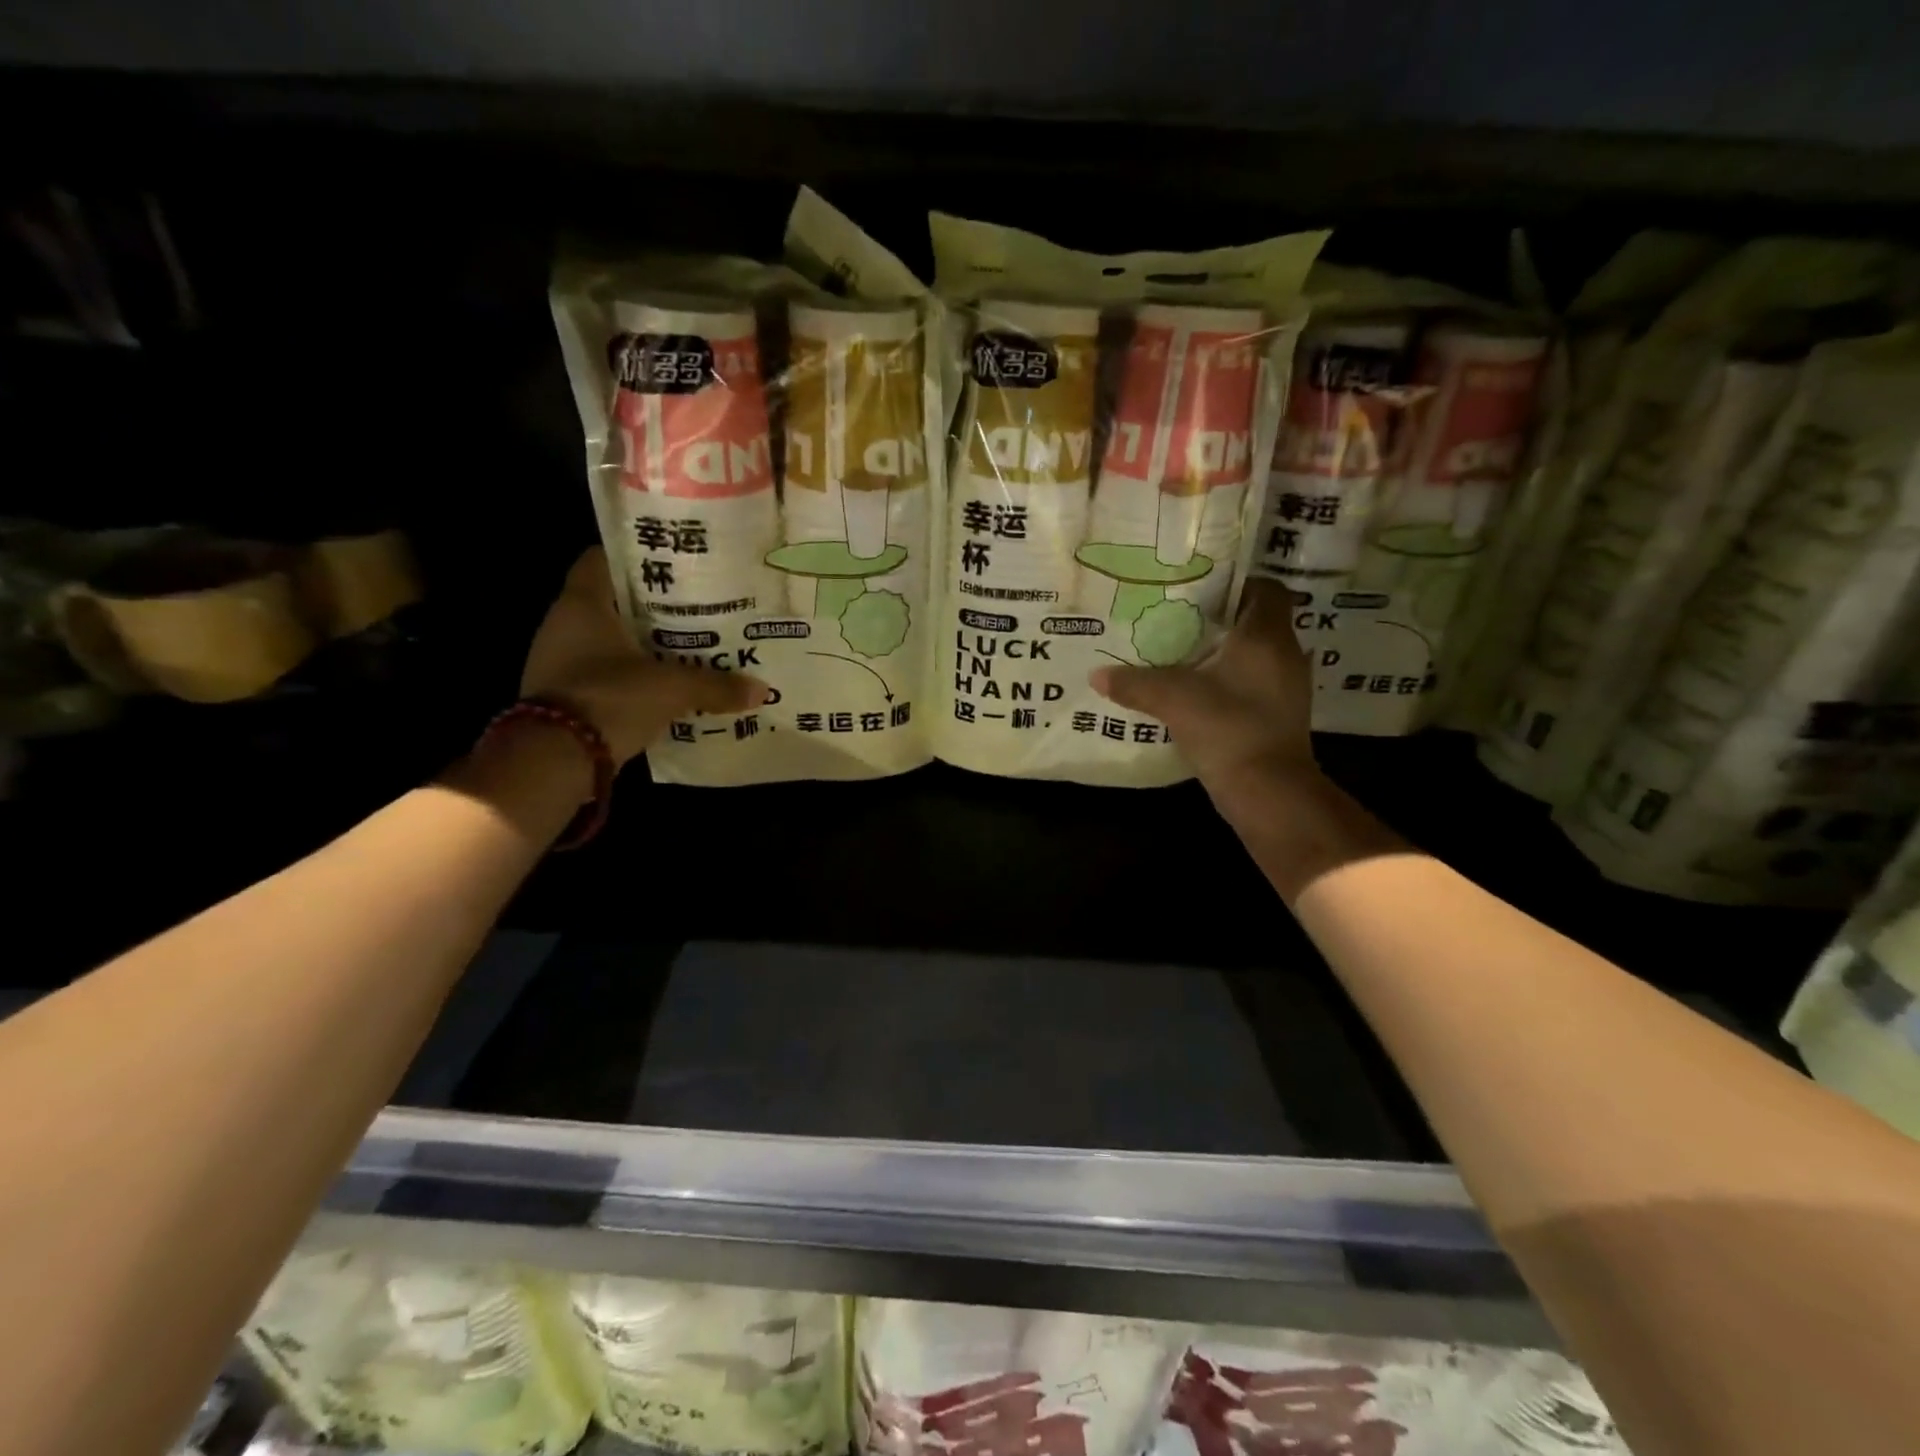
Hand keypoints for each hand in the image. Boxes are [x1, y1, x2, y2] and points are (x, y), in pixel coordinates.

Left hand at [521, 548, 766, 763]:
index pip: (602, 559)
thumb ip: (716, 685)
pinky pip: (607, 674)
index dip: (638, 558)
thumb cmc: (609, 698)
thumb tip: (762, 690)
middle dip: (654, 606)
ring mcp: (560, 662)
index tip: (676, 566)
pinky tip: (668, 686)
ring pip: (611, 641)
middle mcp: (564, 625)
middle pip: (614, 602)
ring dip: (646, 645)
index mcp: (582, 603)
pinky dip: (634, 677)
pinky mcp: (565, 695)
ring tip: (693, 647)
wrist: (553, 761)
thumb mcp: (672, 689)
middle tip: (699, 608)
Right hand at [1090, 579, 1319, 799]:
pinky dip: (1230, 680)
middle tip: (1180, 617)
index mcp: (1267, 635)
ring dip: (1225, 652)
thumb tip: (1096, 675)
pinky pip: (1254, 682)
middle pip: (1258, 620)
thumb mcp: (1172, 699)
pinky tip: (1198, 690)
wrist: (1268, 791)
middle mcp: (1285, 654)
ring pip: (1256, 654)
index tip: (1202, 587)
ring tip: (1183, 652)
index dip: (1237, 583)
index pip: (1266, 589)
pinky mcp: (1279, 715)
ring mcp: (1286, 687)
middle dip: (1222, 618)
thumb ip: (1134, 683)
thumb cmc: (1228, 727)